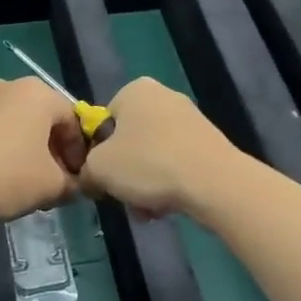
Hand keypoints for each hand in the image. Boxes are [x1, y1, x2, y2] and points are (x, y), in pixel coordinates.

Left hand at [0, 77, 85, 221]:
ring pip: (20, 125)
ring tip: (29, 184)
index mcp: (40, 93)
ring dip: (31, 152)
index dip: (80, 152)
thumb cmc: (6, 175)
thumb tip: (75, 185)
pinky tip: (2, 178)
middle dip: (55, 152)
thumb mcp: (52, 186)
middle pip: (46, 120)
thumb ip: (73, 184)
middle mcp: (12, 86)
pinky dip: (7, 150)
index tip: (77, 179)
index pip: (74, 120)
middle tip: (56, 182)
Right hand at [79, 77, 237, 218]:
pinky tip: (168, 206)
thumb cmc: (149, 164)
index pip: (104, 122)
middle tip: (124, 197)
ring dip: (144, 184)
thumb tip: (90, 178)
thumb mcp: (99, 168)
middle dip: (125, 174)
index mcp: (135, 90)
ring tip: (147, 210)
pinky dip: (168, 184)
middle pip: (129, 141)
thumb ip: (85, 170)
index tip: (102, 177)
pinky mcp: (208, 142)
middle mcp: (164, 96)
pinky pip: (176, 164)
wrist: (214, 182)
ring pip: (152, 156)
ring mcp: (190, 119)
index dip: (98, 153)